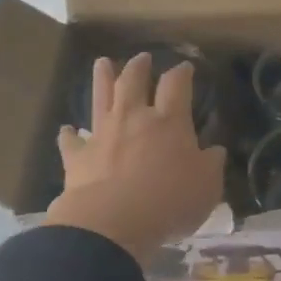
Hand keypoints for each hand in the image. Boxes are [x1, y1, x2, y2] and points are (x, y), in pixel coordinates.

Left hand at [45, 54, 226, 267]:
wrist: (111, 223)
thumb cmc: (168, 201)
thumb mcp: (207, 186)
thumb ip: (211, 164)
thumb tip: (214, 151)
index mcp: (169, 121)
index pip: (176, 85)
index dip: (181, 73)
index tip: (185, 66)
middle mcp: (134, 118)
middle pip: (134, 81)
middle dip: (139, 67)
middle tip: (141, 57)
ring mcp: (102, 135)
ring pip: (101, 99)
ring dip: (102, 79)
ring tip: (102, 63)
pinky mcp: (78, 158)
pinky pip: (71, 141)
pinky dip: (69, 135)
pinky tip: (66, 130)